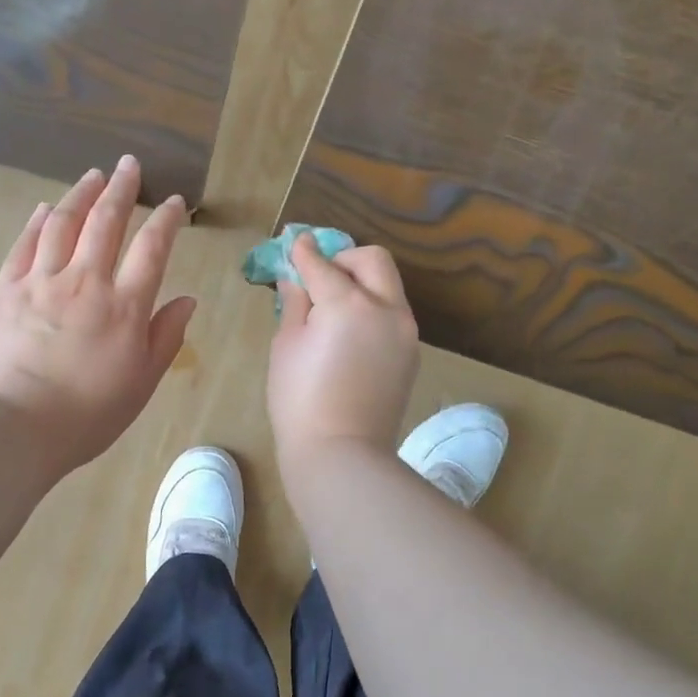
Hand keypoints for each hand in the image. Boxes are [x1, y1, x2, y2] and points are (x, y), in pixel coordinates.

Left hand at [0, 156, 195, 476]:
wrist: (16, 426)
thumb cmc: (88, 414)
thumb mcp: (142, 383)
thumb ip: (166, 337)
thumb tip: (187, 300)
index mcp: (125, 306)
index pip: (152, 249)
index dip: (166, 220)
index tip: (175, 202)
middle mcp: (86, 281)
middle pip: (106, 222)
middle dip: (122, 189)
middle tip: (129, 165)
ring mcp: (42, 282)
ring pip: (63, 223)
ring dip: (81, 194)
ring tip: (93, 175)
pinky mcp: (6, 290)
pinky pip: (24, 245)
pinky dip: (37, 222)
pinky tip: (44, 208)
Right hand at [266, 234, 419, 471]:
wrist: (341, 453)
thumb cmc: (299, 401)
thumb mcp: (286, 346)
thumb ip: (295, 304)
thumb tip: (296, 279)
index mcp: (349, 304)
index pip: (323, 265)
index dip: (305, 252)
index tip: (296, 243)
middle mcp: (386, 308)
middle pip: (373, 260)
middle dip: (345, 258)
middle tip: (320, 276)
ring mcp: (405, 331)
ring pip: (388, 286)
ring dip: (362, 283)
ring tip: (334, 307)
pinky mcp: (411, 352)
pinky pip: (392, 315)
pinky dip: (372, 309)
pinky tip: (350, 334)